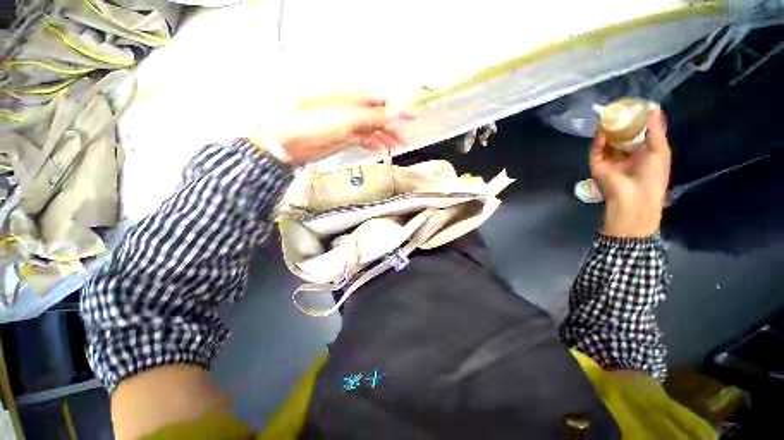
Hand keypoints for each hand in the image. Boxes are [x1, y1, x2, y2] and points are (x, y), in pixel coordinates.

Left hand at [252, 93, 415, 165]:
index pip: (380, 99)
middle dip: (393, 127)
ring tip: (397, 147)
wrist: (289, 143)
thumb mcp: (346, 118)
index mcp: (351, 97)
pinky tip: (380, 149)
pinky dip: (373, 143)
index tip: (411, 117)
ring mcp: (348, 123)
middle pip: (378, 115)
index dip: (397, 107)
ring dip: (386, 137)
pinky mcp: (344, 137)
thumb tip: (396, 110)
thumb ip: (372, 116)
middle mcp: (352, 108)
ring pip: (373, 128)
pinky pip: (363, 138)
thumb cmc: (313, 125)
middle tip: (406, 139)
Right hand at [591, 109, 670, 237]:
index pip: (638, 135)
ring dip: (608, 131)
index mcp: (643, 155)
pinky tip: (602, 131)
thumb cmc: (652, 176)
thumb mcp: (660, 150)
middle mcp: (626, 157)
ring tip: (609, 116)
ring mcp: (610, 162)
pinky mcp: (597, 166)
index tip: (636, 108)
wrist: (633, 197)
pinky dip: (598, 142)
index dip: (637, 122)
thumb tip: (653, 108)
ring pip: (607, 143)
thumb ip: (655, 130)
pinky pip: (596, 151)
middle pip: (621, 138)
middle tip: (620, 109)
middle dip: (621, 125)